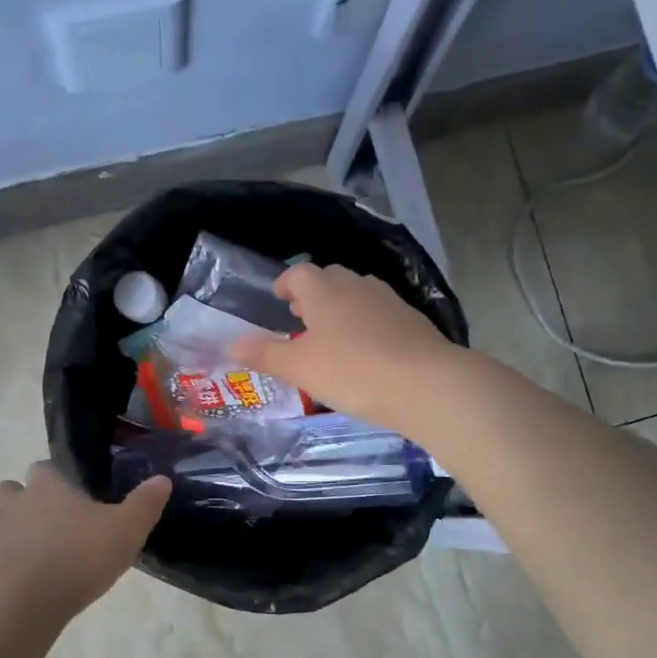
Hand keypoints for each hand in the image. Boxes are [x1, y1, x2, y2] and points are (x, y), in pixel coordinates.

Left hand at [0, 462, 170, 615]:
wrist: (15, 601)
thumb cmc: (76, 558)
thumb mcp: (125, 531)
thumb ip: (144, 505)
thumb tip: (163, 479)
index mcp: (49, 487)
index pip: (46, 467)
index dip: (56, 479)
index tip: (70, 496)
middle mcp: (13, 501)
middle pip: (10, 489)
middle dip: (23, 502)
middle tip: (47, 527)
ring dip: (2, 531)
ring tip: (24, 555)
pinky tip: (7, 582)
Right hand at [228, 262, 464, 435]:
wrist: (425, 383)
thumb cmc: (352, 372)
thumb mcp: (299, 368)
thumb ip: (264, 355)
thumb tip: (231, 343)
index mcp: (324, 290)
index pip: (299, 273)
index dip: (286, 284)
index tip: (279, 298)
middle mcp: (356, 285)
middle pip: (330, 279)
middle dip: (313, 294)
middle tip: (301, 318)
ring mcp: (389, 300)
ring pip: (357, 295)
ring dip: (341, 308)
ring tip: (332, 335)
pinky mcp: (413, 320)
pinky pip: (380, 314)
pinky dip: (366, 324)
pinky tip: (367, 351)